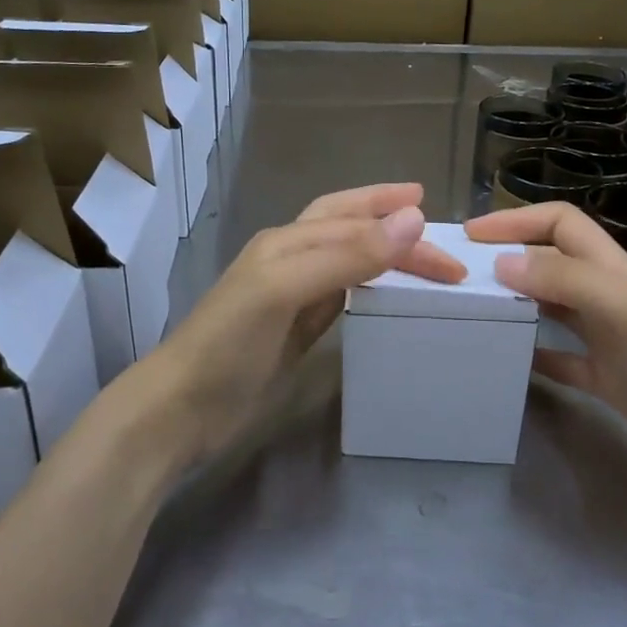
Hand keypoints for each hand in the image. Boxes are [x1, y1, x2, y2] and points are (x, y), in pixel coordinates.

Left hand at [146, 183, 465, 458]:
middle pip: (350, 230)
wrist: (183, 408)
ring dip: (384, 255)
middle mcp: (290, 260)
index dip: (395, 218)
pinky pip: (342, 297)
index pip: (353, 220)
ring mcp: (292, 296)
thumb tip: (413, 219)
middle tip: (444, 253)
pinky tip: (382, 296)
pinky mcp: (295, 331)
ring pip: (348, 261)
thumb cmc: (229, 343)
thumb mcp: (286, 289)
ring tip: (420, 261)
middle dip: (393, 229)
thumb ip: (347, 255)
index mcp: (286, 241)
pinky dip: (369, 289)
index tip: (438, 222)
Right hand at [465, 201, 626, 496]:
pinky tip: (509, 361)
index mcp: (613, 271)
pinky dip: (534, 355)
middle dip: (509, 257)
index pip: (561, 224)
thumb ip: (567, 281)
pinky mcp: (606, 378)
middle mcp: (606, 297)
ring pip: (552, 307)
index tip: (473, 235)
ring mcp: (607, 339)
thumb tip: (504, 263)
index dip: (518, 220)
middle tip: (462, 274)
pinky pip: (561, 359)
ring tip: (475, 310)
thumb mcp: (626, 310)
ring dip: (517, 302)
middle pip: (551, 262)